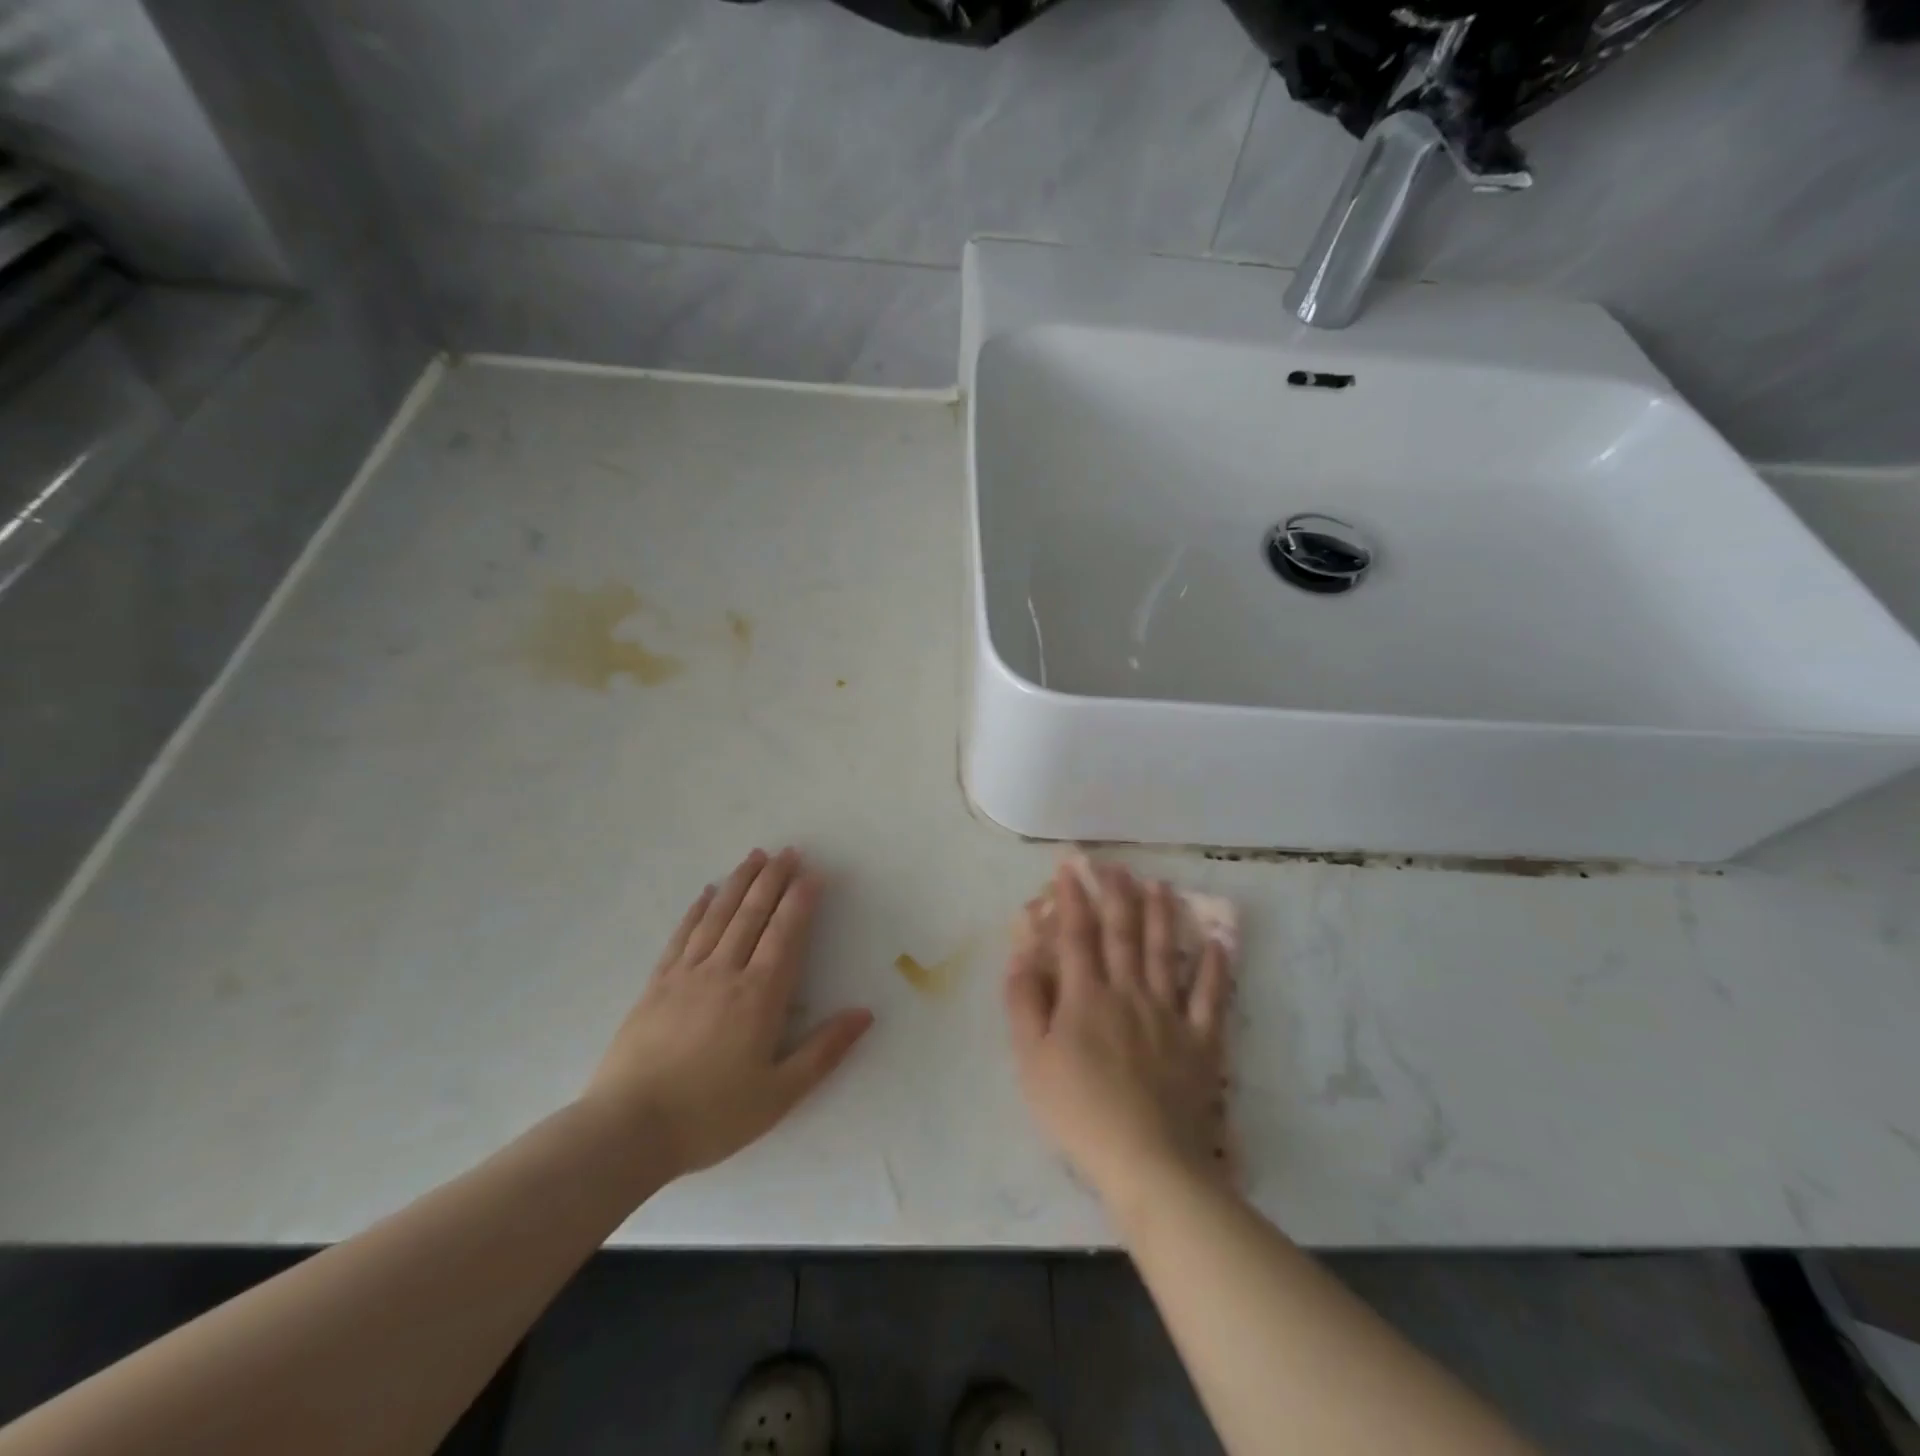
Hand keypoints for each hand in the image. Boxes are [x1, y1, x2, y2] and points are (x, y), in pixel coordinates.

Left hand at [582, 848, 873, 1179]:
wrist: (627, 1130)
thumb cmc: (711, 1115)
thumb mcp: (780, 1094)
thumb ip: (824, 1051)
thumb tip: (864, 1014)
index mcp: (759, 996)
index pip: (786, 934)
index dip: (801, 900)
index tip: (814, 873)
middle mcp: (725, 973)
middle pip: (753, 914)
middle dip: (773, 879)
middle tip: (789, 851)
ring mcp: (687, 975)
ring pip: (719, 916)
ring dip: (740, 882)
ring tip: (755, 856)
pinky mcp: (656, 984)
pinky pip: (683, 935)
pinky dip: (698, 909)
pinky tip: (707, 892)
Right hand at [1005, 860, 1230, 1213]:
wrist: (1149, 1161)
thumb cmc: (1080, 1113)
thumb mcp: (1032, 1061)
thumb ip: (1024, 1003)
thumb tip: (1021, 953)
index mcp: (1086, 996)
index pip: (1077, 934)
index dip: (1073, 897)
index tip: (1070, 866)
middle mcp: (1129, 992)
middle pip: (1124, 934)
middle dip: (1118, 894)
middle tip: (1116, 865)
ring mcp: (1170, 1015)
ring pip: (1166, 954)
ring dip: (1163, 916)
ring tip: (1161, 885)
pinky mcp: (1201, 1042)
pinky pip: (1211, 997)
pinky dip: (1215, 968)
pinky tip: (1218, 943)